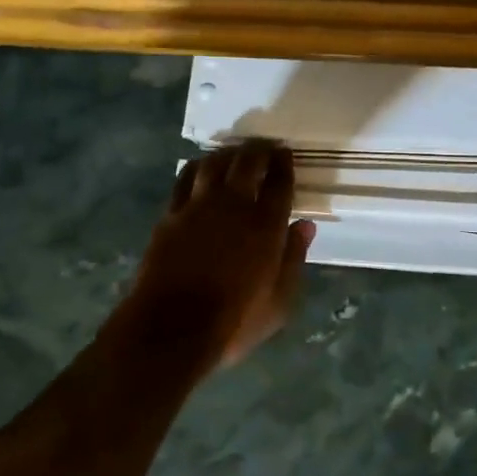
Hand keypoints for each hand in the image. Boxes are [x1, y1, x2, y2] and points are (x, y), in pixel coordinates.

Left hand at [128, 140, 315, 369]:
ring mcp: (199, 206)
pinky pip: (185, 178)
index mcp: (266, 225)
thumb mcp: (279, 302)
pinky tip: (201, 168)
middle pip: (248, 161)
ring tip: (234, 154)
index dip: (284, 163)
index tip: (286, 154)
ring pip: (215, 162)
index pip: (280, 182)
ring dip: (228, 153)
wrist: (170, 329)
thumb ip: (294, 258)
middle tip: (265, 146)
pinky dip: (198, 167)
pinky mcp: (171, 214)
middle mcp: (234, 205)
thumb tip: (306, 225)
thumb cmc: (233, 322)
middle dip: (260, 149)